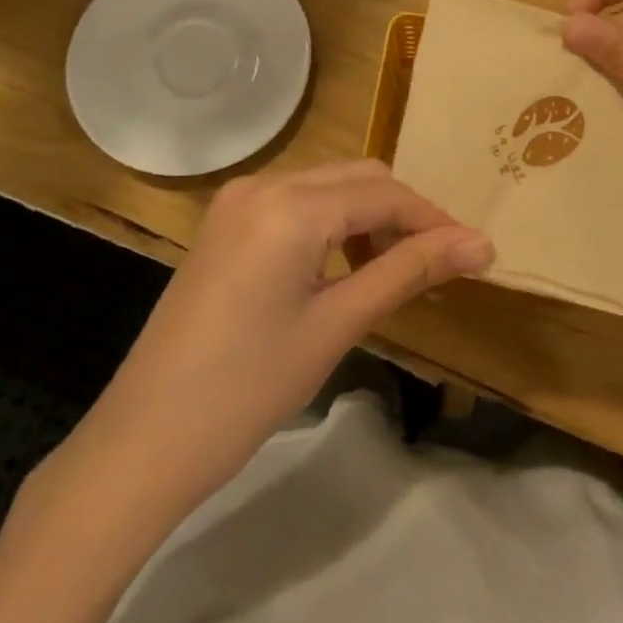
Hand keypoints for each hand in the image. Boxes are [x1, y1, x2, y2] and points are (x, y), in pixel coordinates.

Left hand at [61, 161, 492, 520]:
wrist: (142, 443)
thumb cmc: (247, 388)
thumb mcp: (337, 325)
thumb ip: (410, 271)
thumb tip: (481, 244)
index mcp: (291, 205)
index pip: (385, 194)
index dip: (434, 221)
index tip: (475, 252)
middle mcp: (263, 183)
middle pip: (358, 178)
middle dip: (403, 216)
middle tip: (434, 266)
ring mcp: (237, 201)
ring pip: (328, 186)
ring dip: (368, 218)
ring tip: (391, 272)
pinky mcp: (224, 223)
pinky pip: (296, 203)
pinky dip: (332, 224)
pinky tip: (342, 268)